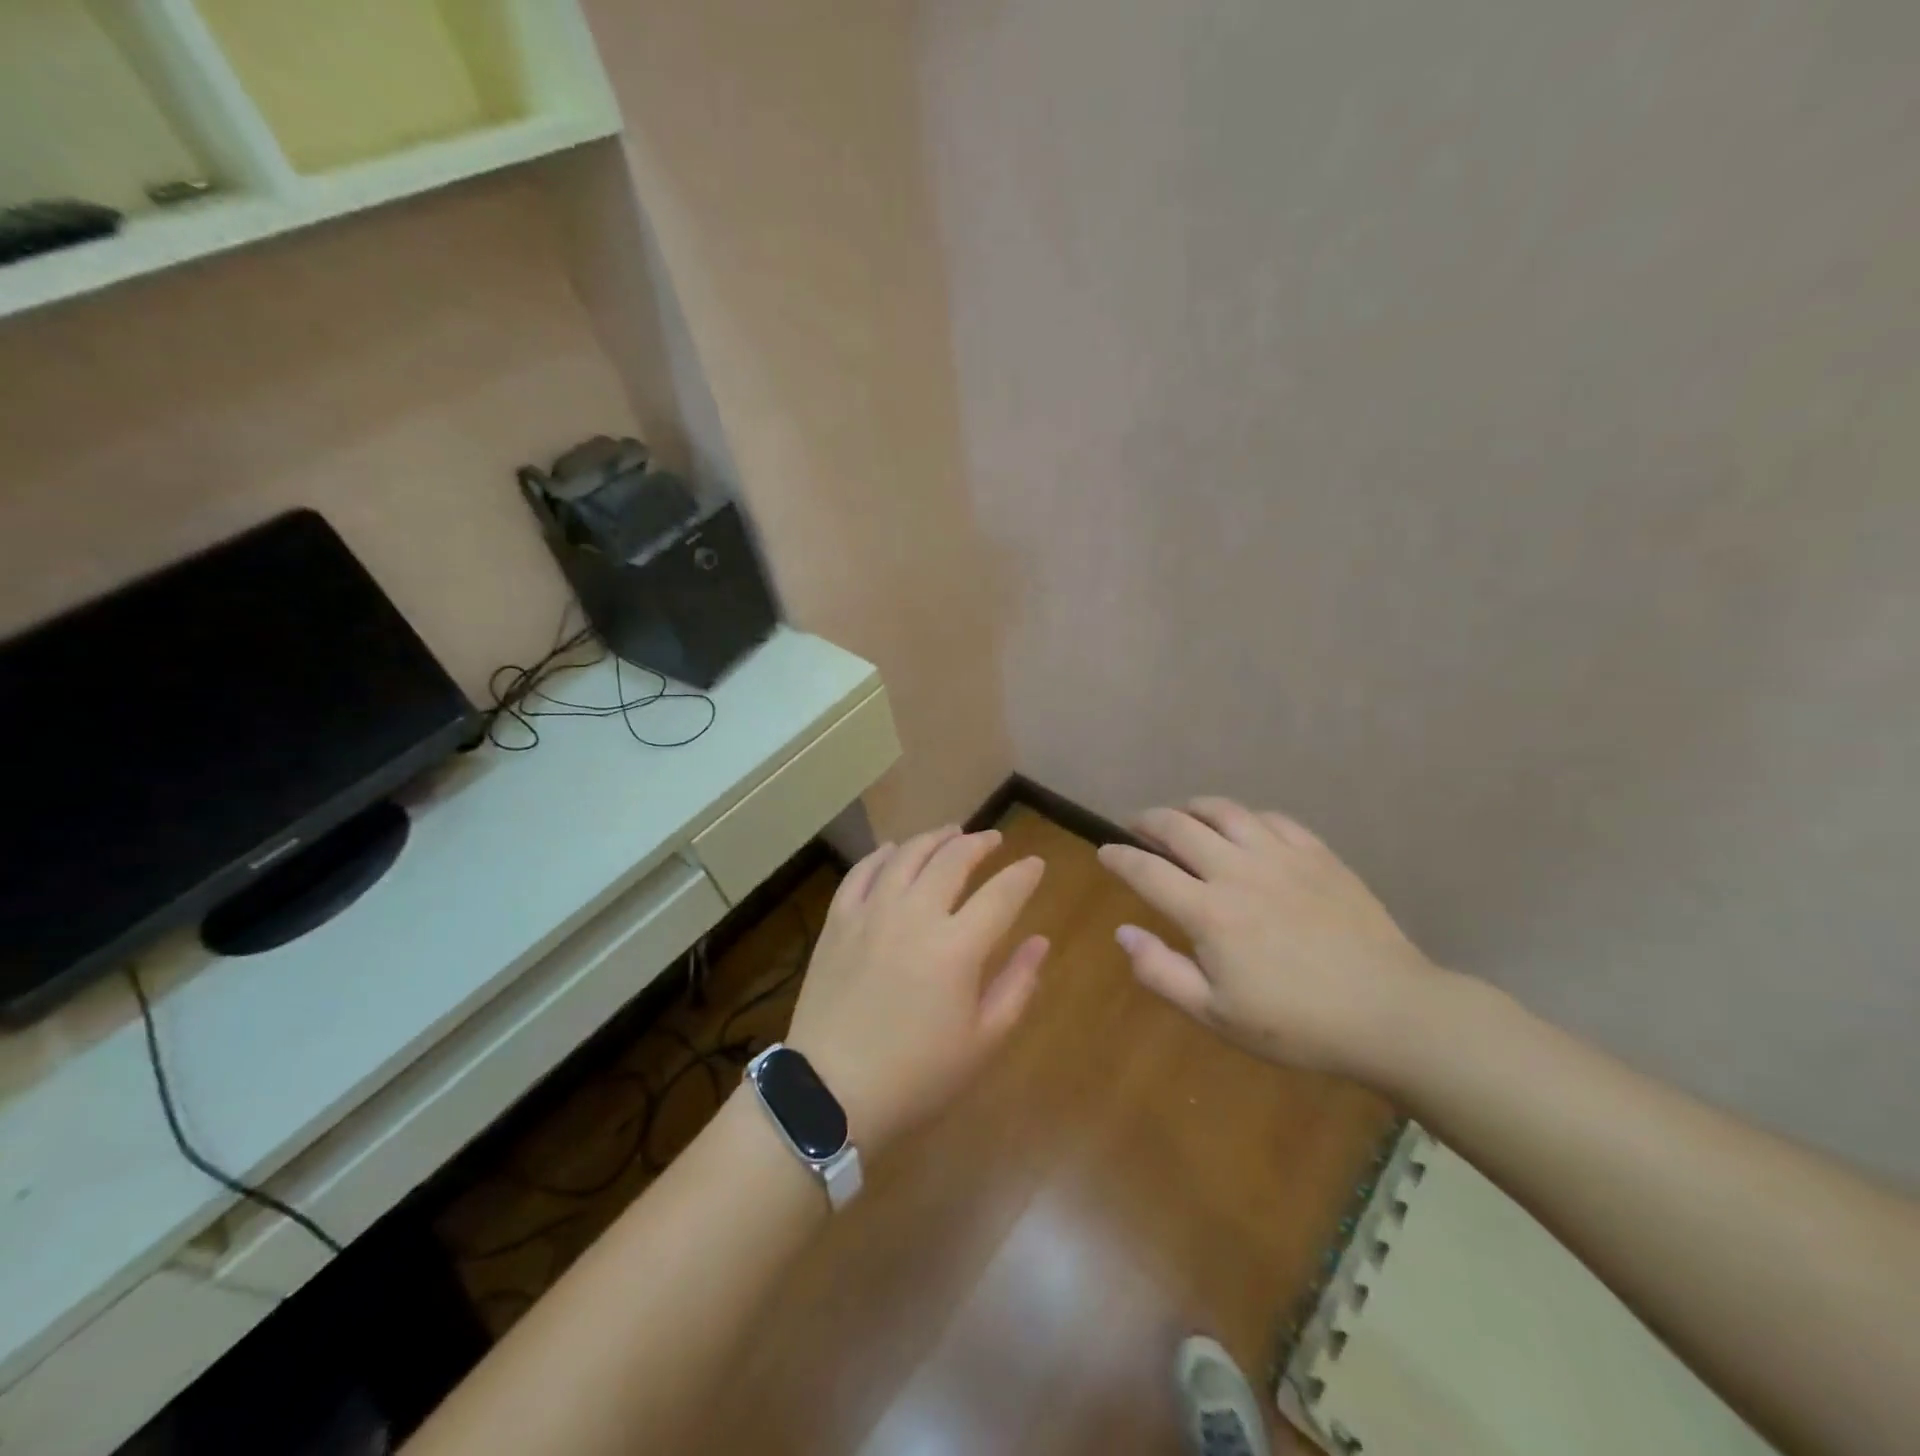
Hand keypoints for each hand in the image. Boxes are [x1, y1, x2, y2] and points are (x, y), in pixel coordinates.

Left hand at [785, 826, 1048, 1156]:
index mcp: (957, 947)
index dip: (1023, 875)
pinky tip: (892, 850)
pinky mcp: (839, 921)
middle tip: (993, 840)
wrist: (830, 1092)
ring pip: (907, 855)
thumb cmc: (916, 1075)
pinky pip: (862, 872)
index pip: (1001, 894)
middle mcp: (915, 915)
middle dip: (980, 844)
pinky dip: (882, 855)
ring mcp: (872, 913)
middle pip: (953, 860)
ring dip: (933, 839)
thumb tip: (1040, 942)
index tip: (1035, 864)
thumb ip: (1017, 986)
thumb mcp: (982, 1042)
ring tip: (950, 833)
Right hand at [1096, 798, 1440, 1081]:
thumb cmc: (1297, 1024)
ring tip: (1182, 815)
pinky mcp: (1318, 854)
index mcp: (1208, 912)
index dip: (1118, 857)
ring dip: (1193, 807)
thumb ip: (1161, 972)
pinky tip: (1243, 827)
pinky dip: (1245, 817)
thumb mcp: (1216, 1015)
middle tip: (1135, 825)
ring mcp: (1281, 857)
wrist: (1390, 1014)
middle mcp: (1238, 871)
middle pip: (1179, 827)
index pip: (1146, 870)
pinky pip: (1272, 818)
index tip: (1104, 852)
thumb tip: (1123, 933)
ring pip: (1225, 811)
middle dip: (1148, 820)